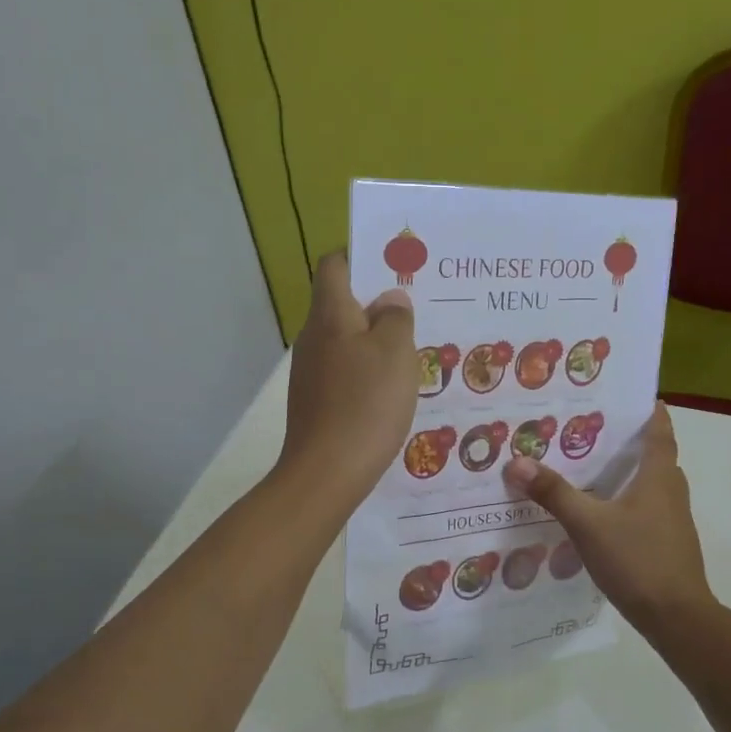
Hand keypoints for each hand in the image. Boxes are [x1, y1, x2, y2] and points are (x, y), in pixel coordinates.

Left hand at [279, 251, 419, 508]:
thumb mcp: (395, 353)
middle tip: (418, 312)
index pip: (335, 265)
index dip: (362, 258)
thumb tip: (389, 300)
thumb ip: (396, 318)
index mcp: (330, 315)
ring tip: (414, 352)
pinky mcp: (316, 401)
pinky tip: (393, 391)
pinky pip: (346, 373)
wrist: (327, 473)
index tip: (396, 268)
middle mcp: (314, 338)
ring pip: (347, 341)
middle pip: (343, 304)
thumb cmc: (365, 404)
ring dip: (377, 342)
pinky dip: (368, 373)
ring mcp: (311, 372)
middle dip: (379, 305)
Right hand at [503, 404, 714, 633]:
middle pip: (653, 456)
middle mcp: (671, 491)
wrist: (676, 616)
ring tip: (586, 466)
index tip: (633, 396)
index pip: (660, 431)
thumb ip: (554, 493)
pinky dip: (624, 500)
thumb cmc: (637, 559)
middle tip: (589, 428)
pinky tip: (598, 511)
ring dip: (625, 472)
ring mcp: (672, 519)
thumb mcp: (588, 524)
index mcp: (659, 476)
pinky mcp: (666, 542)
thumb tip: (517, 462)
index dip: (650, 411)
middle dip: (627, 441)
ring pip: (649, 484)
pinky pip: (645, 508)